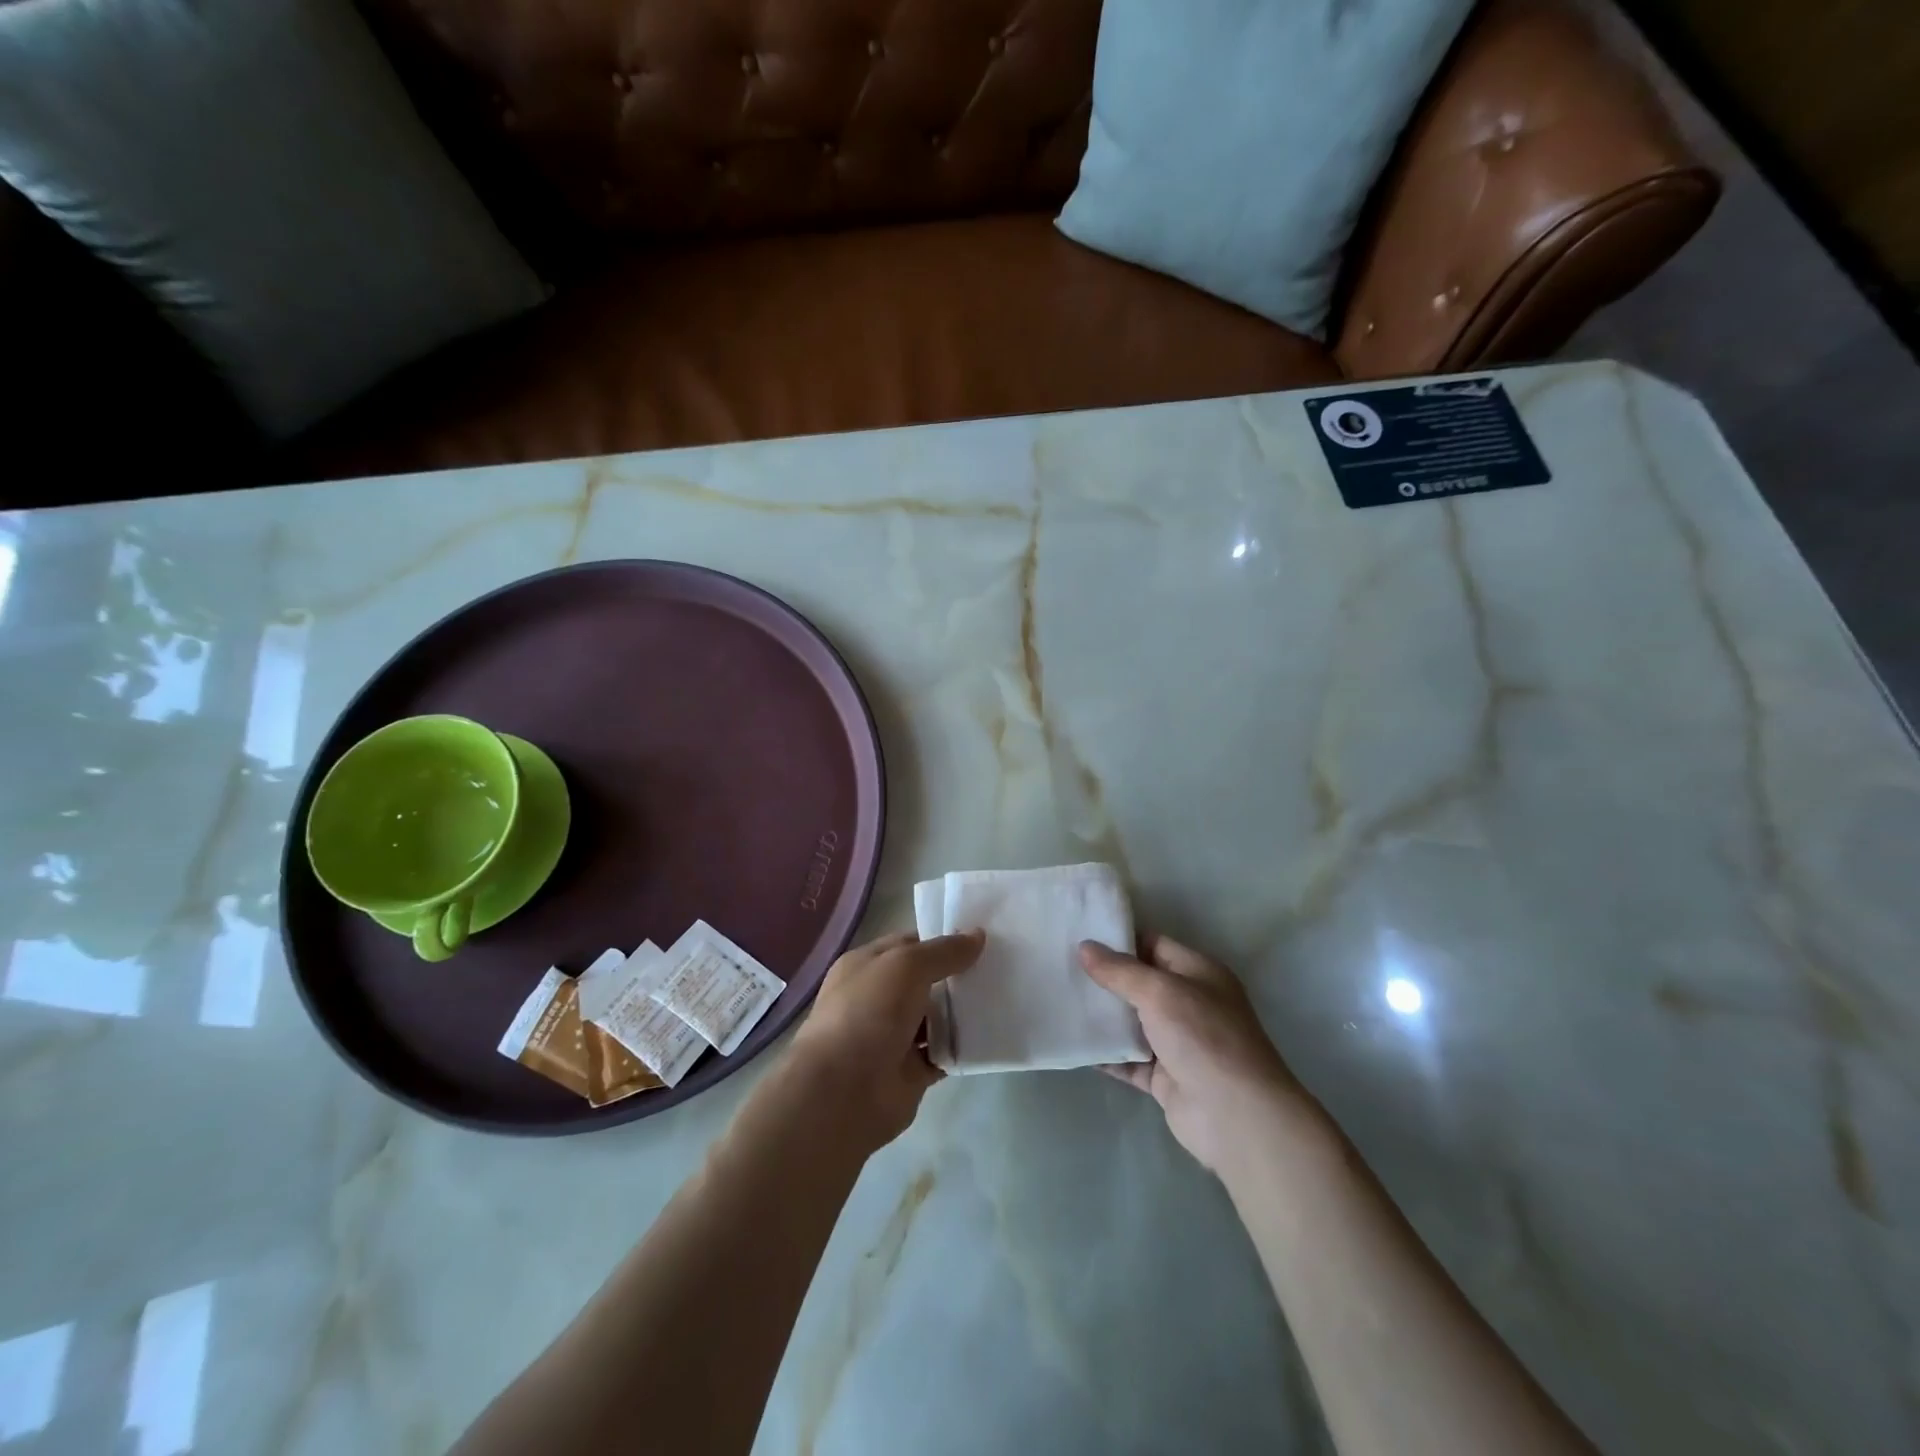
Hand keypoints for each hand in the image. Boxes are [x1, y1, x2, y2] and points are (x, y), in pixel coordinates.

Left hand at [789, 930, 983, 1150]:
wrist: (844, 1091)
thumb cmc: (868, 1012)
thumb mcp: (907, 965)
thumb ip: (943, 951)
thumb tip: (977, 936)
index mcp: (866, 966)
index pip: (910, 944)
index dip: (942, 940)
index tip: (981, 938)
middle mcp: (878, 998)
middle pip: (927, 980)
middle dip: (958, 974)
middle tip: (1001, 966)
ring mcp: (894, 1036)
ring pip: (938, 1017)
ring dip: (963, 1011)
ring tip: (1004, 997)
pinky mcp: (911, 1071)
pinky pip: (944, 1052)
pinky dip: (963, 1047)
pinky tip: (991, 1035)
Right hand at [1080, 934, 1316, 1176]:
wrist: (1236, 1117)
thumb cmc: (1203, 1038)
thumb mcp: (1160, 992)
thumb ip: (1120, 971)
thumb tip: (1085, 947)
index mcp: (1198, 973)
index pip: (1153, 945)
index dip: (1118, 940)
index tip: (1078, 935)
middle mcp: (1189, 1004)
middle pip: (1139, 984)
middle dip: (1103, 978)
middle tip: (1059, 967)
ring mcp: (1177, 1043)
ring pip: (1131, 1022)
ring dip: (1101, 1016)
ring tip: (1058, 1000)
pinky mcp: (1164, 1077)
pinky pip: (1127, 1059)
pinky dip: (1104, 1054)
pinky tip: (1073, 1044)